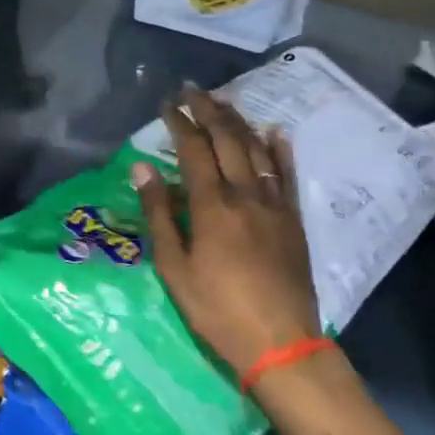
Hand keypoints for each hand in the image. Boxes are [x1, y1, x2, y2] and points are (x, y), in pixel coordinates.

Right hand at [132, 83, 319, 380]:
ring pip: (257, 151)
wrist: (281, 343)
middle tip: (192, 90)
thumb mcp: (174, 267)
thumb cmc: (216, 309)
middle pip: (228, 140)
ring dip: (239, 122)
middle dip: (209, 111)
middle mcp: (246, 195)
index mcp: (212, 206)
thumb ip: (159, 213)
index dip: (180, 123)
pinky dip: (280, 150)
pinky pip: (288, 175)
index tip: (167, 104)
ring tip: (224, 101)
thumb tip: (141, 168)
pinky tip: (274, 131)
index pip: (194, 150)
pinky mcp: (294, 221)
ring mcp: (275, 206)